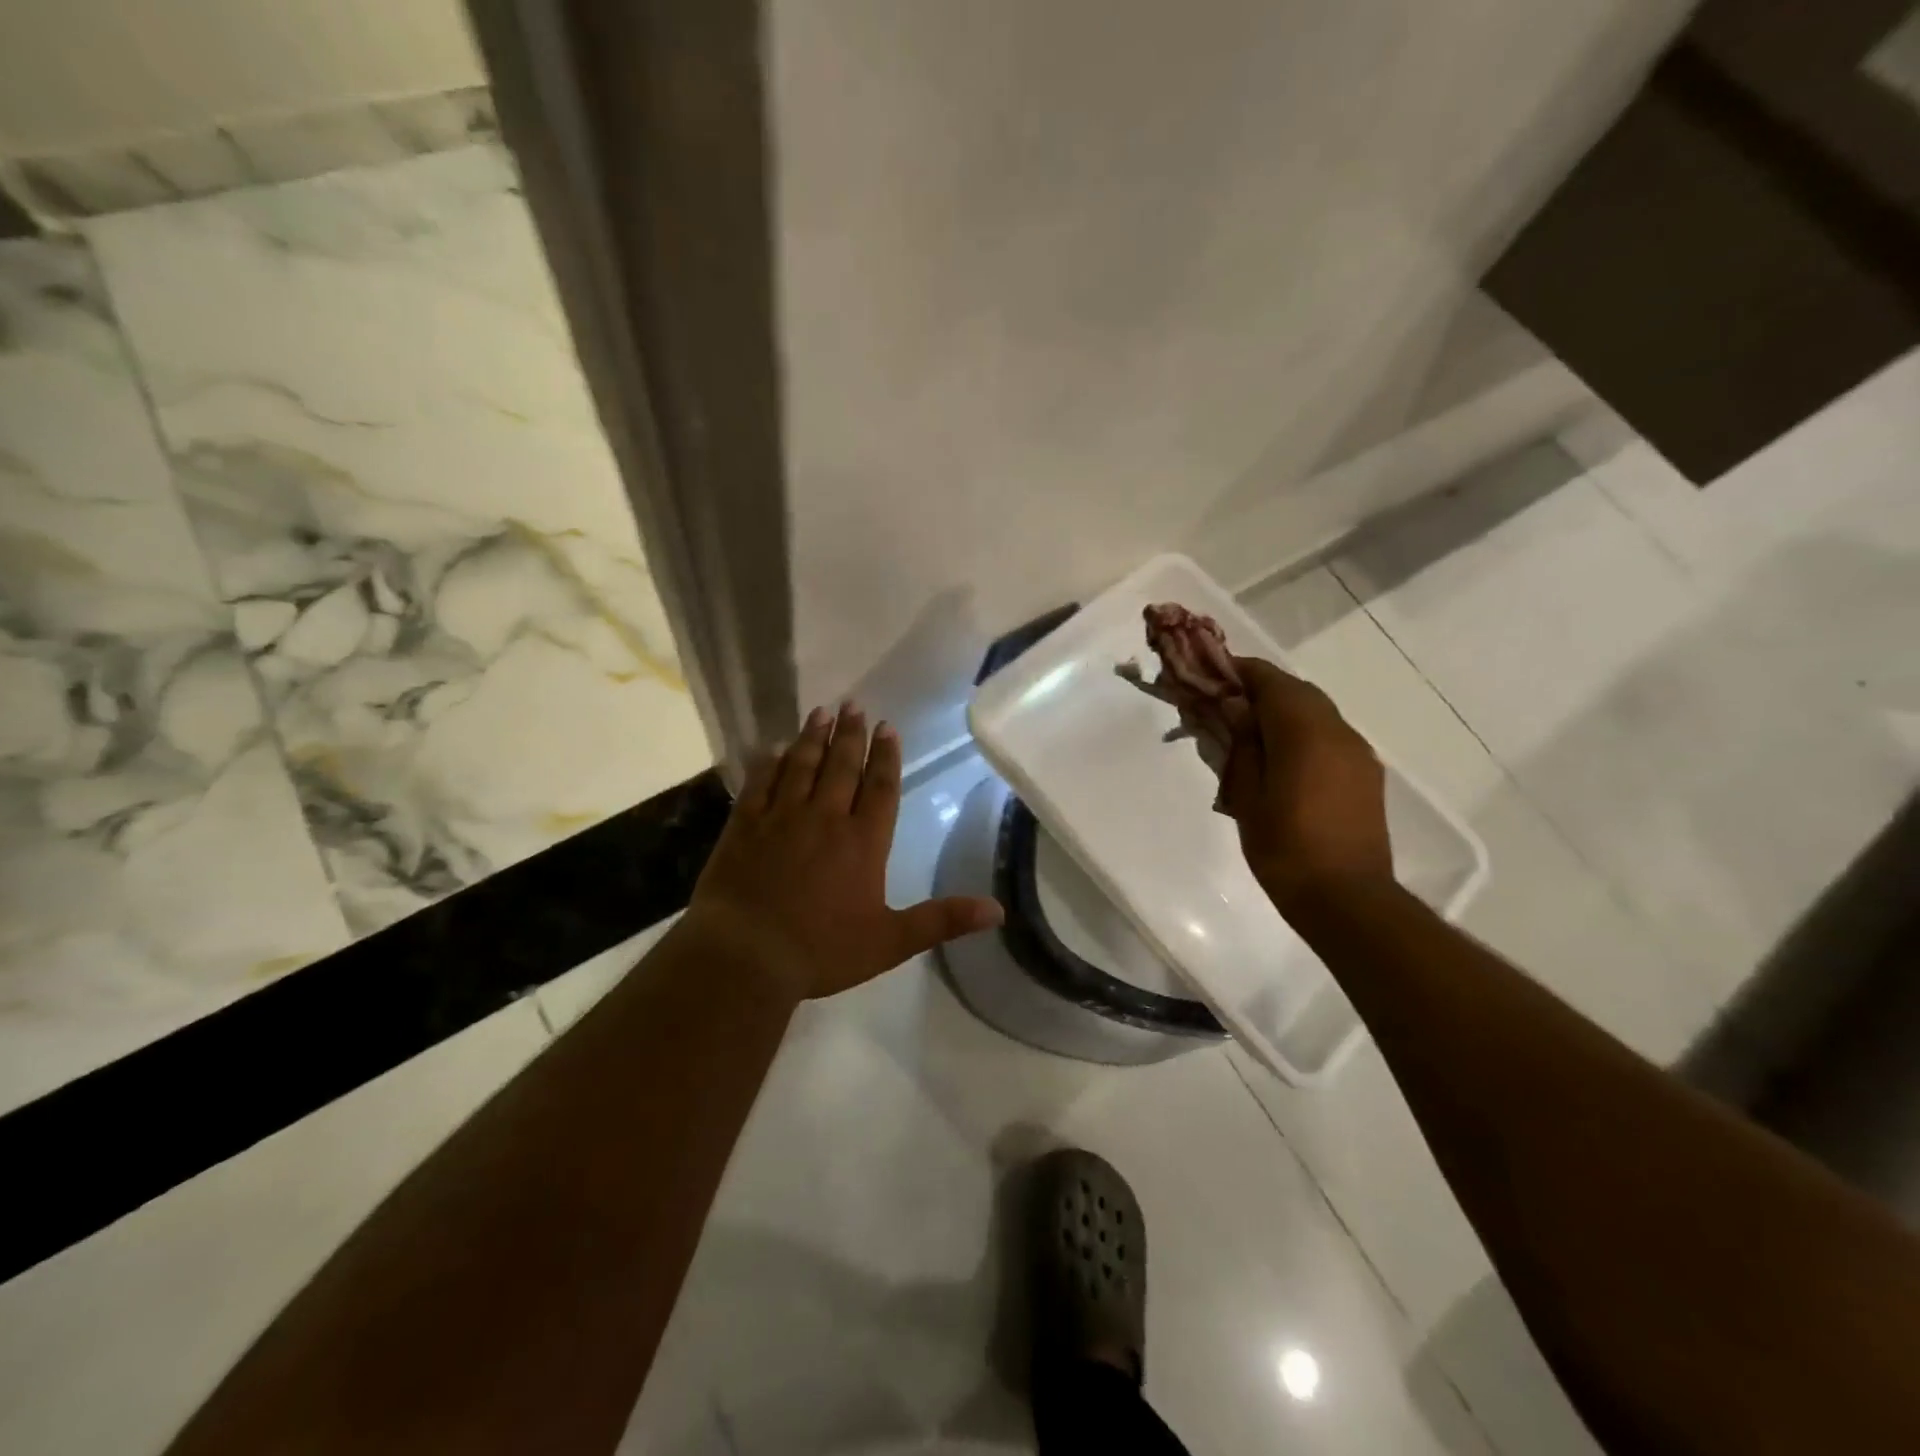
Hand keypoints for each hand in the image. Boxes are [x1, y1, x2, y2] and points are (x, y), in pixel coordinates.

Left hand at [681, 704, 1003, 1000]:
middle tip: (853, 705)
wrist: (746, 956)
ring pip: (802, 766)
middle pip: (842, 767)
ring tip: (821, 712)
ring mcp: (781, 817)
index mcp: (863, 841)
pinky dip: (770, 763)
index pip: (881, 787)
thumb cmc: (822, 950)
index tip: (888, 726)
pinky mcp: (745, 825)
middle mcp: (825, 818)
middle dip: (851, 734)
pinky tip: (775, 748)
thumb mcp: (891, 941)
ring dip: (814, 738)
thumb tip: (998, 910)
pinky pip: (761, 783)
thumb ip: (943, 920)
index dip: (886, 756)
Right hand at [1219, 658, 1394, 904]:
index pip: (1270, 681)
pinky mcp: (1365, 774)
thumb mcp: (1247, 795)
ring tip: (1249, 732)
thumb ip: (1242, 743)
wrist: (1346, 898)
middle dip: (1260, 689)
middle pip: (1297, 691)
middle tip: (1224, 704)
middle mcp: (1337, 731)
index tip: (1211, 675)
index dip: (1240, 671)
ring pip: (1316, 712)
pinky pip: (1329, 736)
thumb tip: (1235, 706)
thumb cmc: (1284, 848)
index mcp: (1304, 732)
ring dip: (1283, 710)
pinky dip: (1302, 732)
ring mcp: (1357, 752)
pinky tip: (1281, 758)